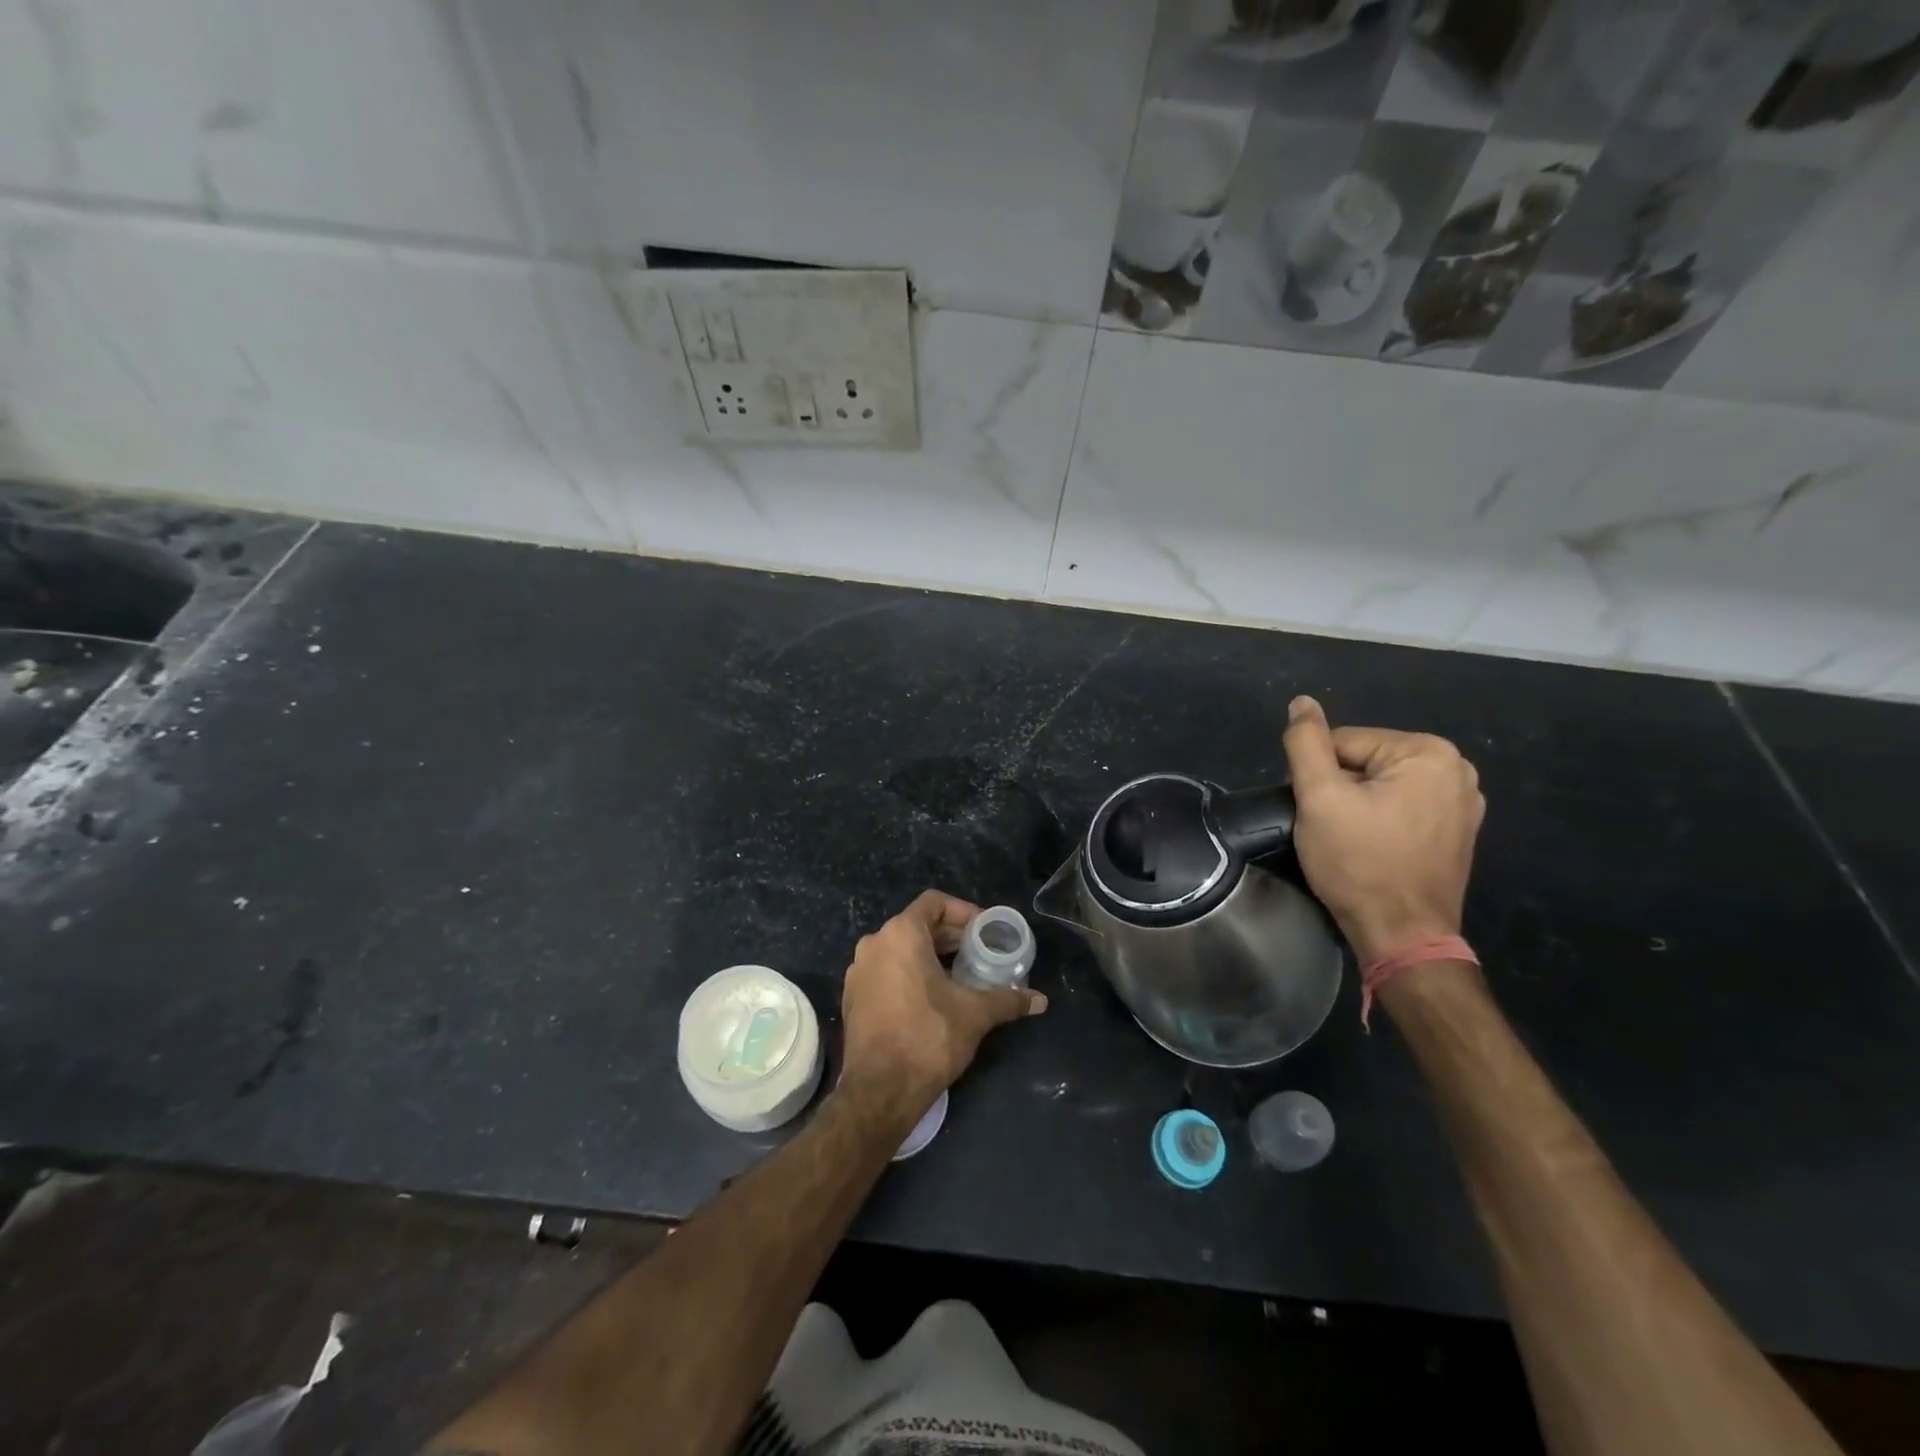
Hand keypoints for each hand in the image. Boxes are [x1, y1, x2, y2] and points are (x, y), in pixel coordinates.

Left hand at [839, 890, 1046, 1111]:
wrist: (879, 1091)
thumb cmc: (928, 1038)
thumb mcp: (975, 1014)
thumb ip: (1008, 1000)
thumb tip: (1040, 1000)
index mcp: (901, 934)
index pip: (934, 903)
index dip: (963, 911)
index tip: (985, 931)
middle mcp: (874, 944)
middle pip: (917, 925)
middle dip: (950, 936)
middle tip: (979, 952)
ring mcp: (859, 971)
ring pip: (900, 949)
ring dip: (930, 955)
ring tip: (960, 974)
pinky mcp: (853, 997)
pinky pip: (886, 970)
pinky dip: (909, 973)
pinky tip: (932, 997)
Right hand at [1281, 696, 1484, 965]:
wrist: (1401, 935)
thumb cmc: (1358, 863)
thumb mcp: (1319, 797)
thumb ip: (1306, 743)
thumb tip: (1302, 702)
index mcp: (1428, 752)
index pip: (1344, 743)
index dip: (1319, 776)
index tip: (1320, 813)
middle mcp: (1457, 769)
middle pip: (1365, 761)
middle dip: (1341, 790)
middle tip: (1334, 829)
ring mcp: (1464, 802)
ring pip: (1381, 785)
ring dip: (1358, 806)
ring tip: (1352, 841)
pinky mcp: (1458, 831)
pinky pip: (1402, 806)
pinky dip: (1381, 821)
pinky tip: (1375, 848)